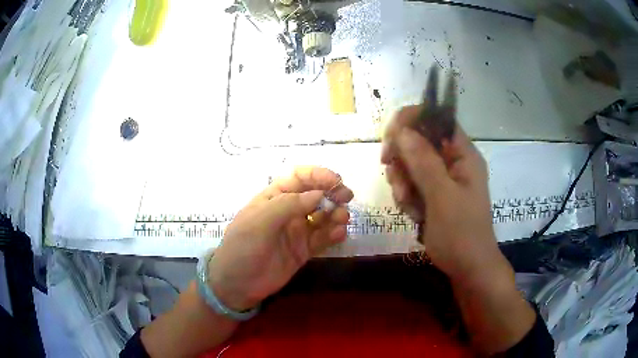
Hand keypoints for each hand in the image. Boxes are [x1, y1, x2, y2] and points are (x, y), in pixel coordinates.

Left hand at [208, 167, 353, 311]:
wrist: (237, 284)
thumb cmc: (242, 247)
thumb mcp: (259, 222)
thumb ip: (288, 205)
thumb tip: (319, 194)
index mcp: (274, 198)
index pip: (299, 178)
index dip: (318, 175)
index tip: (335, 181)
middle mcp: (288, 211)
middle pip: (315, 195)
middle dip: (332, 193)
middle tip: (346, 198)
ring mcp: (297, 231)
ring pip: (322, 216)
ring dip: (336, 214)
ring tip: (342, 219)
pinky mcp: (304, 250)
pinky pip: (323, 238)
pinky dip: (334, 234)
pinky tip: (339, 234)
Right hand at [381, 105, 505, 281]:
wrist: (468, 269)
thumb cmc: (461, 234)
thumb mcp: (442, 197)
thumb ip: (424, 162)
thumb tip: (401, 130)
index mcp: (463, 155)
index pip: (437, 119)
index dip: (412, 121)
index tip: (391, 138)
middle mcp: (453, 162)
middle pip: (419, 140)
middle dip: (403, 158)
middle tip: (394, 177)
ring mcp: (443, 179)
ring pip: (412, 163)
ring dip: (402, 181)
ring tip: (406, 203)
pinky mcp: (434, 195)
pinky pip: (412, 184)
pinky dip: (406, 195)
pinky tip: (411, 212)